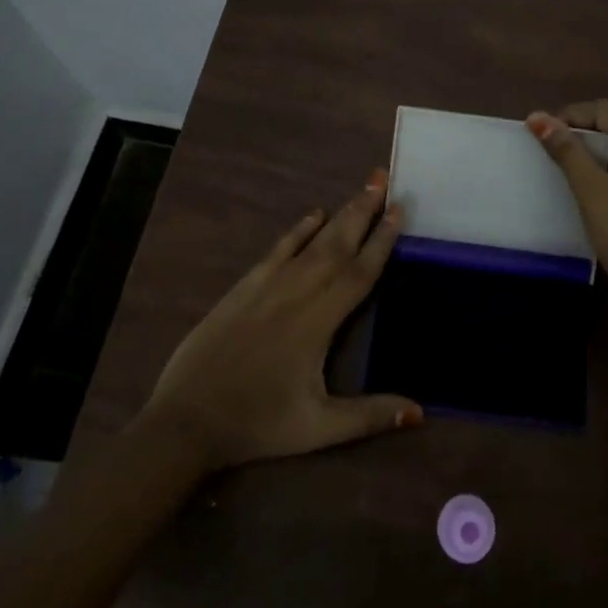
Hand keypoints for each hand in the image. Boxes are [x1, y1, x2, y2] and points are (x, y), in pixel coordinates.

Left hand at [141, 172, 422, 470]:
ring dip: (340, 214)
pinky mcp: (245, 287)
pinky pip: (279, 249)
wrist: (187, 419)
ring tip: (362, 188)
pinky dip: (299, 229)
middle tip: (383, 178)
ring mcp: (268, 285)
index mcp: (319, 322)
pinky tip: (314, 213)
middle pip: (338, 244)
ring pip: (313, 242)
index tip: (399, 209)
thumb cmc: (258, 424)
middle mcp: (297, 293)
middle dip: (363, 210)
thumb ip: (369, 415)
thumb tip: (420, 411)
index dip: (382, 240)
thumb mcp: (318, 428)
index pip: (359, 273)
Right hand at [527, 100, 607, 327]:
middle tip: (546, 150)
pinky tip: (581, 188)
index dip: (571, 115)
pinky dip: (600, 170)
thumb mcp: (590, 189)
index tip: (542, 134)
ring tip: (558, 167)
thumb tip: (537, 116)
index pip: (604, 111)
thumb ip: (565, 150)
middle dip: (577, 132)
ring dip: (587, 153)